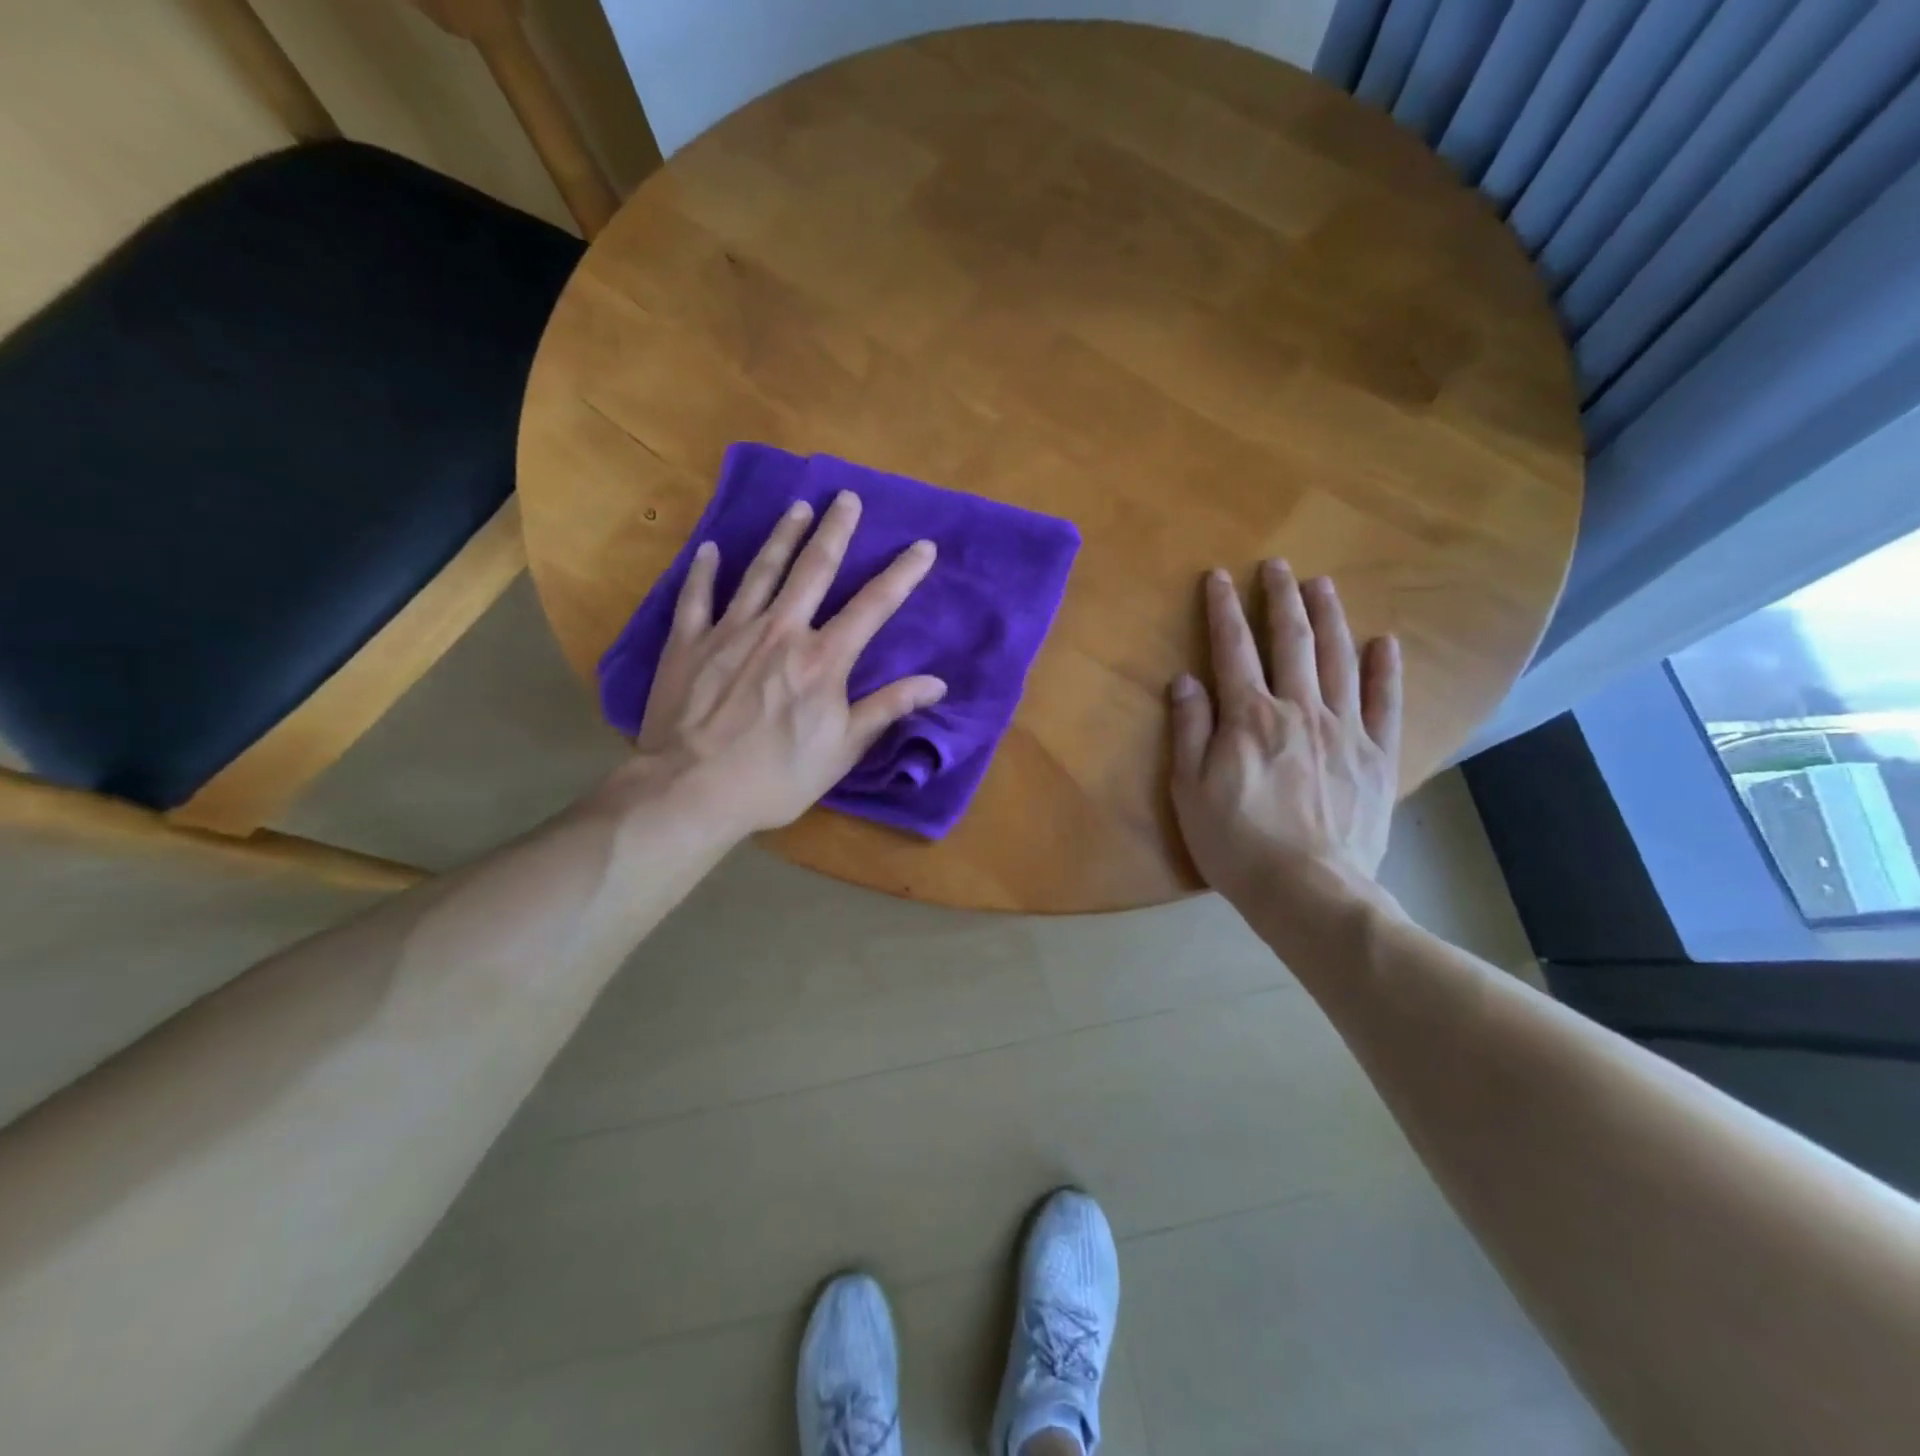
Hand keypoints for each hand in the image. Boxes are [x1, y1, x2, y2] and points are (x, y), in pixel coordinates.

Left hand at [631, 491, 945, 836]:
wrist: (693, 789)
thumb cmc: (776, 777)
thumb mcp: (842, 751)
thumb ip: (887, 709)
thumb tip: (937, 683)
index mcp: (823, 658)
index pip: (873, 606)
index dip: (902, 574)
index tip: (923, 546)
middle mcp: (781, 631)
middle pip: (813, 569)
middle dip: (835, 531)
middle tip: (847, 497)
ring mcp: (731, 631)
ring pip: (761, 571)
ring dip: (782, 537)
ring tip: (797, 508)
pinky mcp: (689, 642)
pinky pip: (697, 596)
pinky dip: (704, 571)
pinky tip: (710, 549)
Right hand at [1169, 561, 1401, 911]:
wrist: (1308, 890)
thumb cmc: (1236, 843)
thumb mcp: (1189, 789)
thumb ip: (1189, 729)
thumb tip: (1185, 680)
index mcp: (1249, 716)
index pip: (1232, 649)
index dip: (1223, 610)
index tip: (1218, 577)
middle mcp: (1299, 709)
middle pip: (1290, 641)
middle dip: (1281, 599)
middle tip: (1277, 565)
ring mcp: (1344, 729)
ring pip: (1338, 659)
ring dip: (1329, 618)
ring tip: (1322, 586)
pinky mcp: (1376, 756)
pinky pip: (1384, 703)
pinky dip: (1384, 670)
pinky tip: (1383, 643)